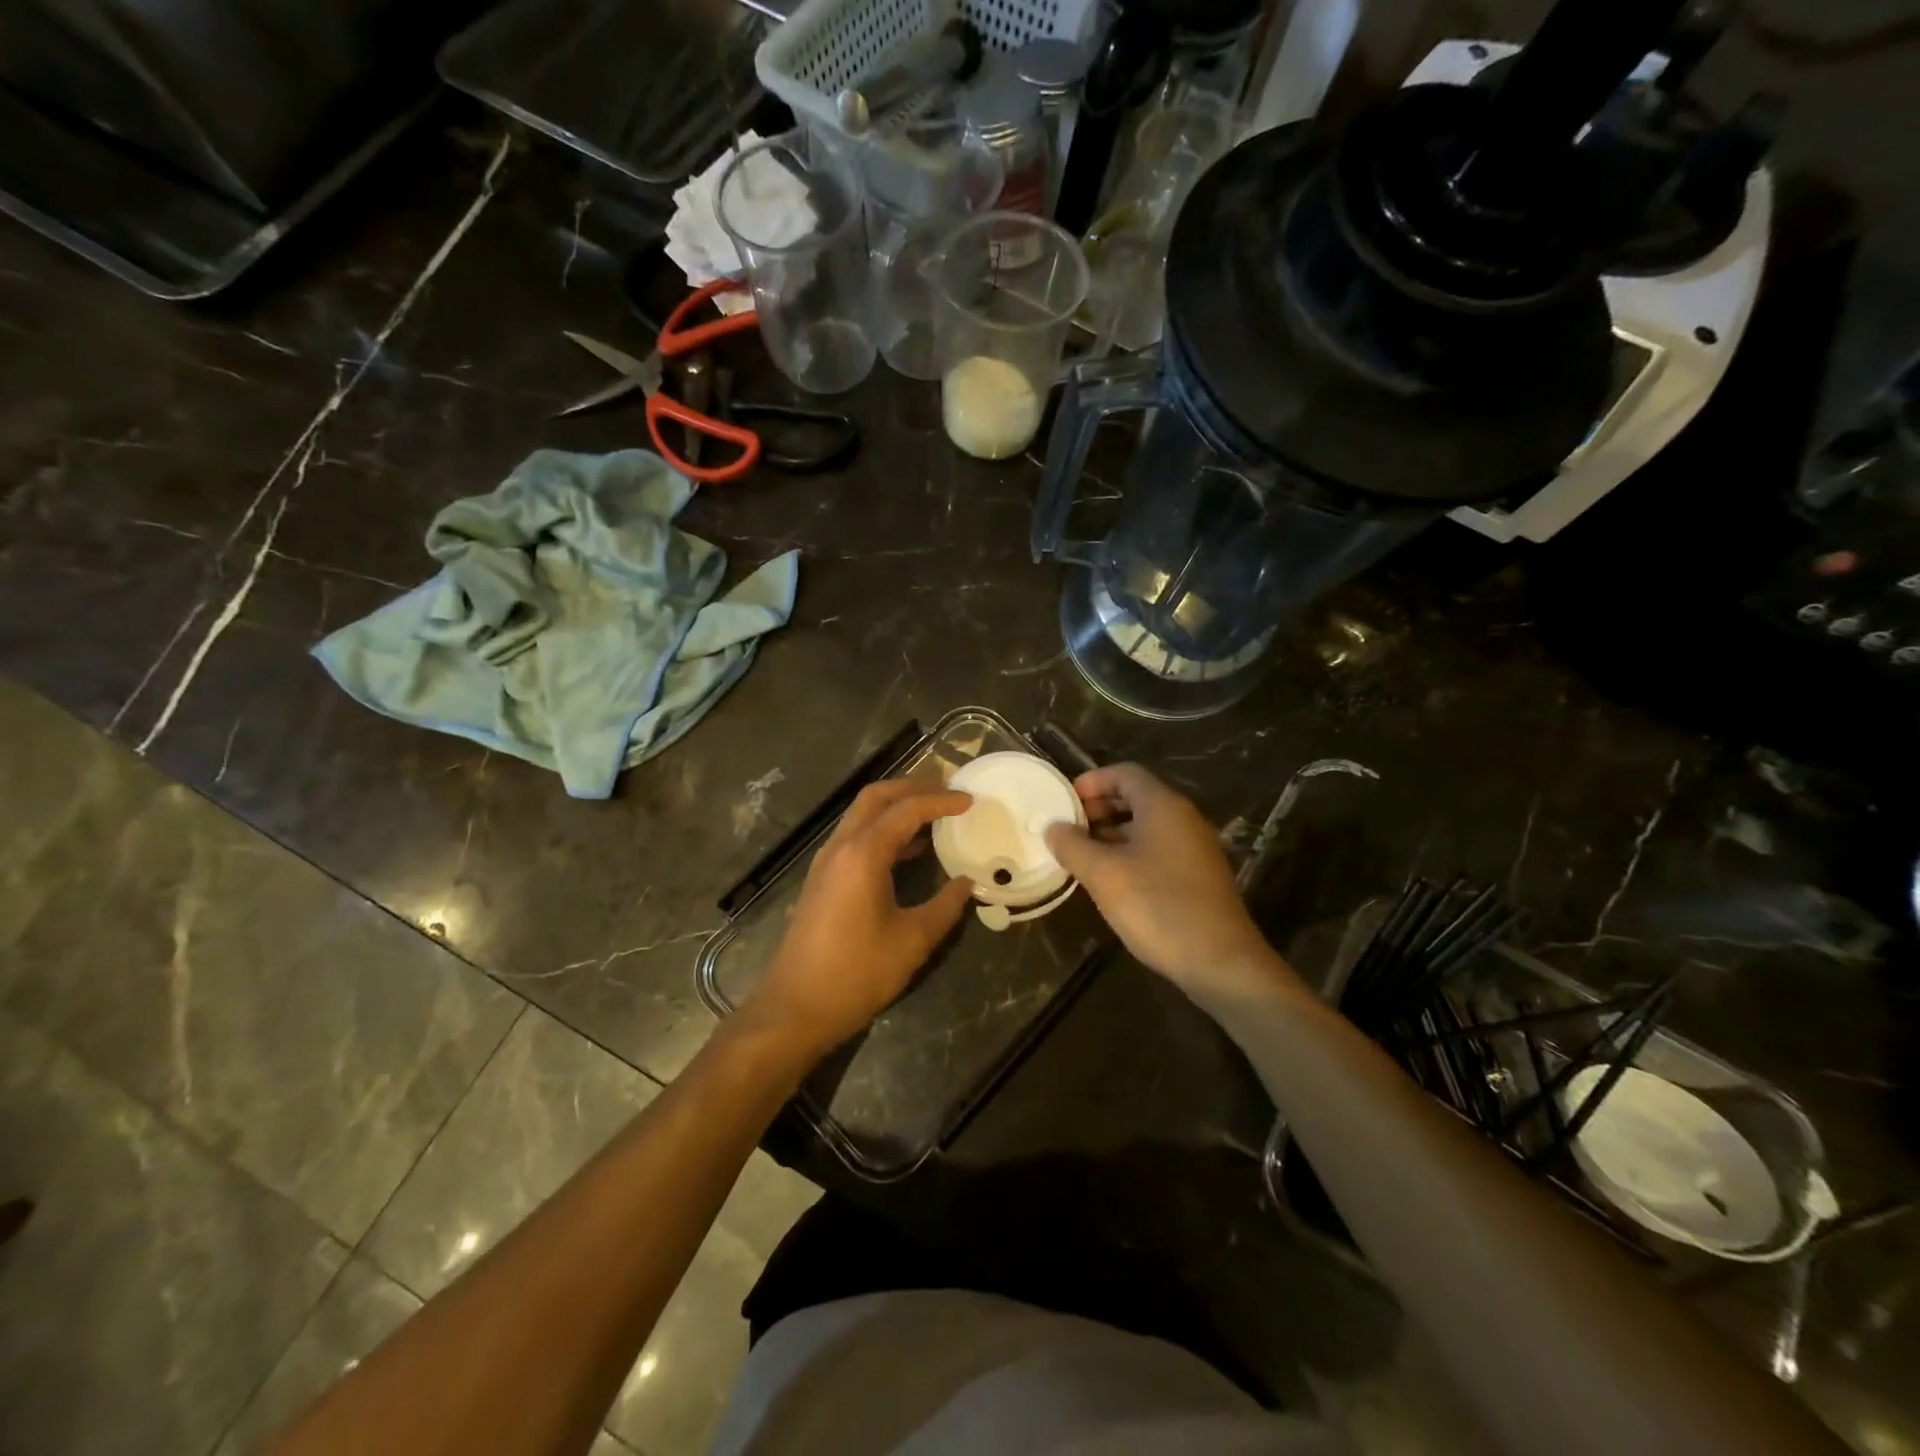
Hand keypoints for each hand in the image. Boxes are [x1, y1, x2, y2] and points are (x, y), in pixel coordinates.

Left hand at [750, 779, 974, 1058]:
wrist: (795, 1008)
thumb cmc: (856, 973)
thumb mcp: (912, 941)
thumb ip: (945, 906)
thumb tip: (967, 884)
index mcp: (862, 854)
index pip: (906, 810)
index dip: (940, 801)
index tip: (970, 800)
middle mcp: (840, 847)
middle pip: (876, 797)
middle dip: (912, 787)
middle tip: (948, 790)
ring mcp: (826, 862)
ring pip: (862, 815)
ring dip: (896, 806)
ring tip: (934, 813)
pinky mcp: (821, 879)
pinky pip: (855, 837)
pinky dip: (883, 829)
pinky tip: (909, 849)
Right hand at [1045, 763, 1300, 1002]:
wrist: (1220, 961)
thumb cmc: (1157, 906)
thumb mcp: (1104, 875)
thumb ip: (1073, 846)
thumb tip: (1053, 827)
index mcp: (1163, 806)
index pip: (1124, 773)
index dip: (1091, 781)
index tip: (1064, 801)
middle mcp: (1183, 819)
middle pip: (1136, 798)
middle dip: (1099, 808)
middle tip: (1068, 829)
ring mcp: (1194, 848)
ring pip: (1146, 826)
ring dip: (1111, 834)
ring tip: (1081, 856)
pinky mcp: (1198, 876)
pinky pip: (1158, 849)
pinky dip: (1130, 853)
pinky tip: (1110, 881)